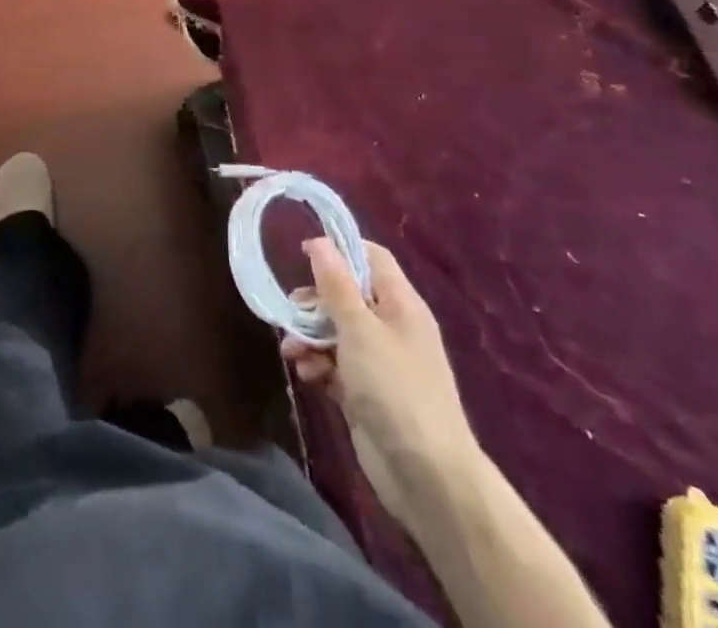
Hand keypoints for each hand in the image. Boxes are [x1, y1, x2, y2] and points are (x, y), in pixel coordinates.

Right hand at [281, 238, 480, 528]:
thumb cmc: (394, 388)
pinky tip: (306, 376)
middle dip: (315, 302)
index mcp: (401, 304)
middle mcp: (392, 327)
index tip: (303, 254)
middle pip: (348, 295)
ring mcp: (381, 363)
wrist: (428, 477)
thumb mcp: (359, 329)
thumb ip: (336, 285)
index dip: (340, 250)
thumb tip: (319, 241)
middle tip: (289, 310)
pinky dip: (319, 366)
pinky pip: (337, 366)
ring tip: (291, 351)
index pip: (372, 258)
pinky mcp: (368, 393)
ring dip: (310, 337)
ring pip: (337, 332)